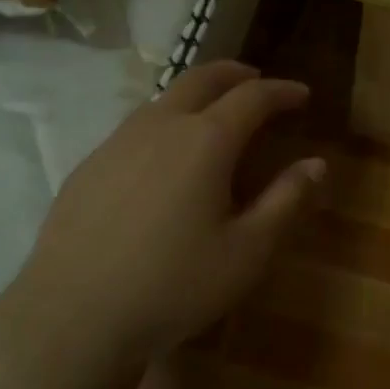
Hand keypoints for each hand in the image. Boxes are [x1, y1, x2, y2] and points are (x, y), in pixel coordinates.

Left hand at [18, 61, 324, 372]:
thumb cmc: (173, 285)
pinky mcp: (90, 164)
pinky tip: (164, 156)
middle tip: (257, 80)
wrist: (72, 315)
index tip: (302, 94)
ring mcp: (118, 141)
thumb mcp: (246, 252)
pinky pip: (137, 126)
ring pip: (165, 97)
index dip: (282, 91)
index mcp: (206, 140)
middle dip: (236, 74)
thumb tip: (316, 164)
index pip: (253, 97)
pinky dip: (165, 121)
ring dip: (197, 93)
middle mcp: (161, 125)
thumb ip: (285, 201)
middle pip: (203, 78)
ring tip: (214, 112)